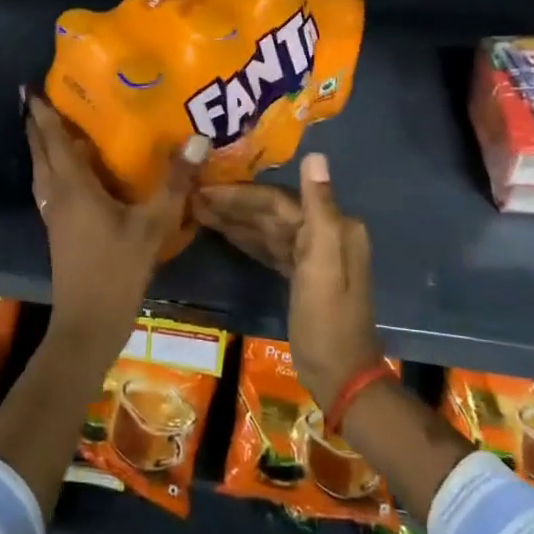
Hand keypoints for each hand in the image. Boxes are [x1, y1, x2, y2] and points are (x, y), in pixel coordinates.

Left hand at [24, 86, 208, 356]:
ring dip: (43, 148)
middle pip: (41, 153)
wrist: (87, 325)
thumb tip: (197, 138)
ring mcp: (55, 216)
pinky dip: (53, 169)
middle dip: (37, 126)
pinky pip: (51, 187)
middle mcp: (57, 196)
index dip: (42, 114)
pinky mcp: (60, 231)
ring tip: (52, 128)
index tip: (30, 88)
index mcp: (73, 188)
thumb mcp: (151, 226)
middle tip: (37, 99)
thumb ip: (174, 183)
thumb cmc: (116, 271)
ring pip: (43, 172)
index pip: (54, 141)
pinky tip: (71, 172)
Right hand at [196, 153, 382, 408]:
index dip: (241, 194)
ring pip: (268, 229)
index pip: (279, 200)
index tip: (204, 188)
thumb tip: (316, 156)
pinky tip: (221, 232)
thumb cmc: (327, 320)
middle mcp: (325, 234)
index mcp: (333, 227)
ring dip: (235, 219)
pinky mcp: (302, 275)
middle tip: (192, 197)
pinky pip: (270, 248)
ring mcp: (313, 256)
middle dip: (233, 204)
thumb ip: (319, 208)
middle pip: (272, 211)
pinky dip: (247, 239)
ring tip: (197, 211)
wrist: (341, 377)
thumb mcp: (322, 263)